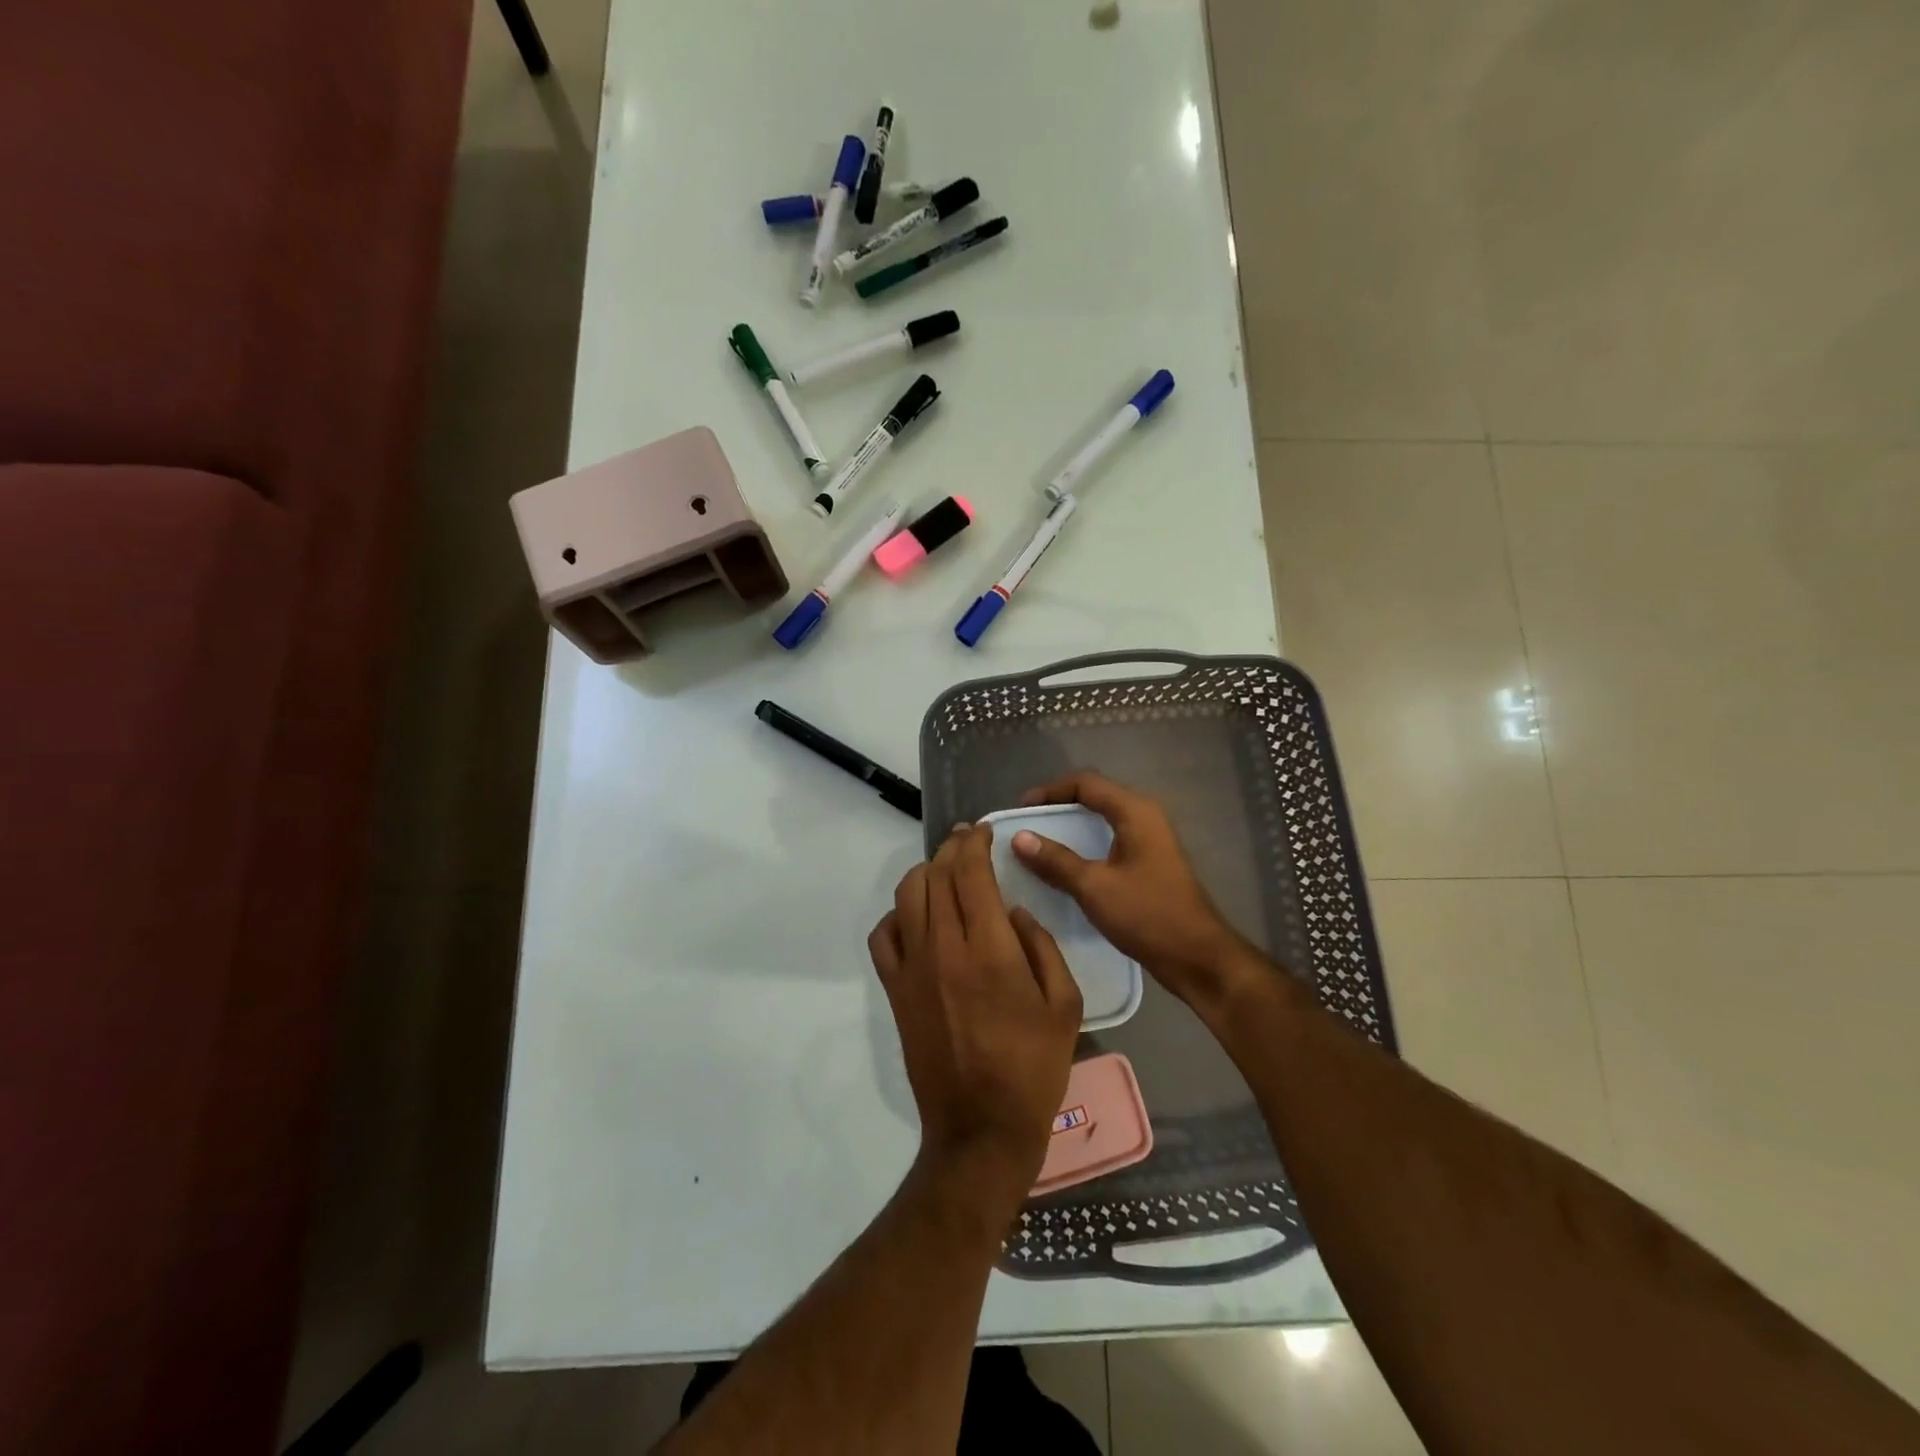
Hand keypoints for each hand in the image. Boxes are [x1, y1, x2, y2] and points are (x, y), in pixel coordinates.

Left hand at [870, 824, 1083, 1227]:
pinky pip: (883, 936)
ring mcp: (912, 969)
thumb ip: (1041, 947)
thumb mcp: (1064, 1005)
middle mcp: (944, 948)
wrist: (981, 1128)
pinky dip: (897, 915)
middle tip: (968, 843)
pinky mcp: (895, 991)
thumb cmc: (1033, 1068)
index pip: (970, 873)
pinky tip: (916, 918)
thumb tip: (1012, 913)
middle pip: (936, 875)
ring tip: (943, 872)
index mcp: (990, 949)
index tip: (984, 832)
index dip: (975, 843)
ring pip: (906, 896)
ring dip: (924, 873)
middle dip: (952, 849)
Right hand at [1012, 772, 1251, 1009]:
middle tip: (1026, 826)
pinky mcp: (1148, 864)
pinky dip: (1084, 847)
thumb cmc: (1148, 915)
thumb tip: (1019, 837)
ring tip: (1038, 846)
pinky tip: (1064, 869)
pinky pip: (1109, 843)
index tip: (1021, 810)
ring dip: (1070, 829)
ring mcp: (1148, 842)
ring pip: (1101, 822)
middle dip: (1057, 808)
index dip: (1050, 791)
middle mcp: (1144, 818)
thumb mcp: (1095, 887)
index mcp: (1135, 812)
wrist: (1197, 957)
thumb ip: (1056, 860)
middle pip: (1094, 797)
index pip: (1086, 783)